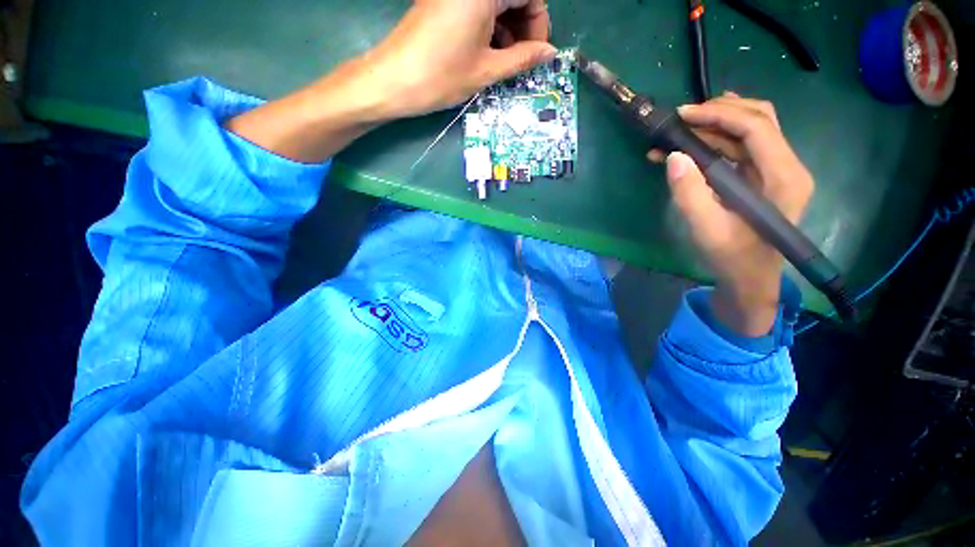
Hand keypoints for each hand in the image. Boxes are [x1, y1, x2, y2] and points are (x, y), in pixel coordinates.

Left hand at [364, 0, 556, 117]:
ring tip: (505, 63)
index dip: (539, 24)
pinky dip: (490, 29)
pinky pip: (478, 9)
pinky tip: (488, 54)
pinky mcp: (443, 3)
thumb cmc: (441, 76)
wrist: (392, 81)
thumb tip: (549, 53)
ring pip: (496, 4)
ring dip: (508, 31)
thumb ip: (522, 59)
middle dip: (524, 28)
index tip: (537, 53)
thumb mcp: (487, 70)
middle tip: (522, 60)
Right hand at [649, 93, 814, 336]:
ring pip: (751, 129)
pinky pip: (742, 147)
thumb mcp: (705, 229)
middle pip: (759, 118)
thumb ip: (689, 193)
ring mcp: (777, 169)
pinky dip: (715, 141)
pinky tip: (690, 145)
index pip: (756, 127)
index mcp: (783, 178)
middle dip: (719, 112)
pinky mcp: (764, 175)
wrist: (749, 277)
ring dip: (714, 125)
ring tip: (679, 131)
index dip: (719, 114)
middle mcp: (788, 166)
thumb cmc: (731, 257)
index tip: (682, 115)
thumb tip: (673, 157)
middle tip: (681, 118)